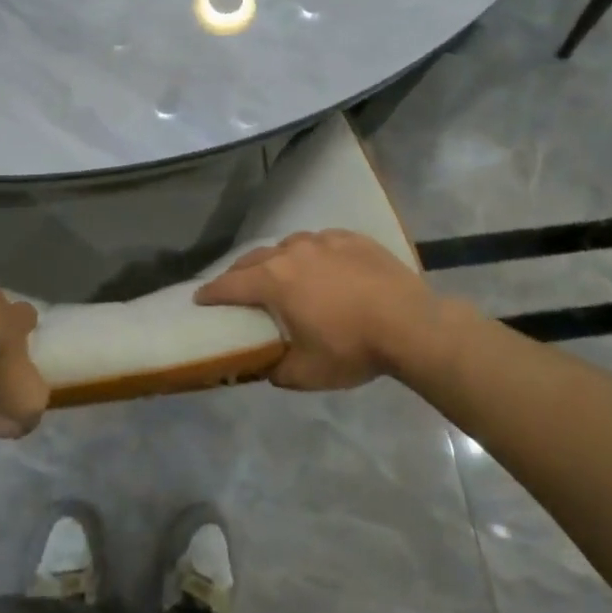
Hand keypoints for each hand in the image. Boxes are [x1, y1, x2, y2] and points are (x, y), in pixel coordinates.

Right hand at [194, 230, 444, 390]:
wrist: (412, 325)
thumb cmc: (353, 349)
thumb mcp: (306, 373)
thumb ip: (275, 370)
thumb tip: (263, 366)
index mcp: (274, 282)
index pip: (230, 285)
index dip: (211, 293)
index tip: (199, 298)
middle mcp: (292, 253)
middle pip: (254, 259)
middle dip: (238, 273)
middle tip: (234, 288)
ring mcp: (324, 241)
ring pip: (287, 245)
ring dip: (275, 260)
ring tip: (279, 274)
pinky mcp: (352, 238)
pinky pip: (320, 242)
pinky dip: (311, 253)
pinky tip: (320, 264)